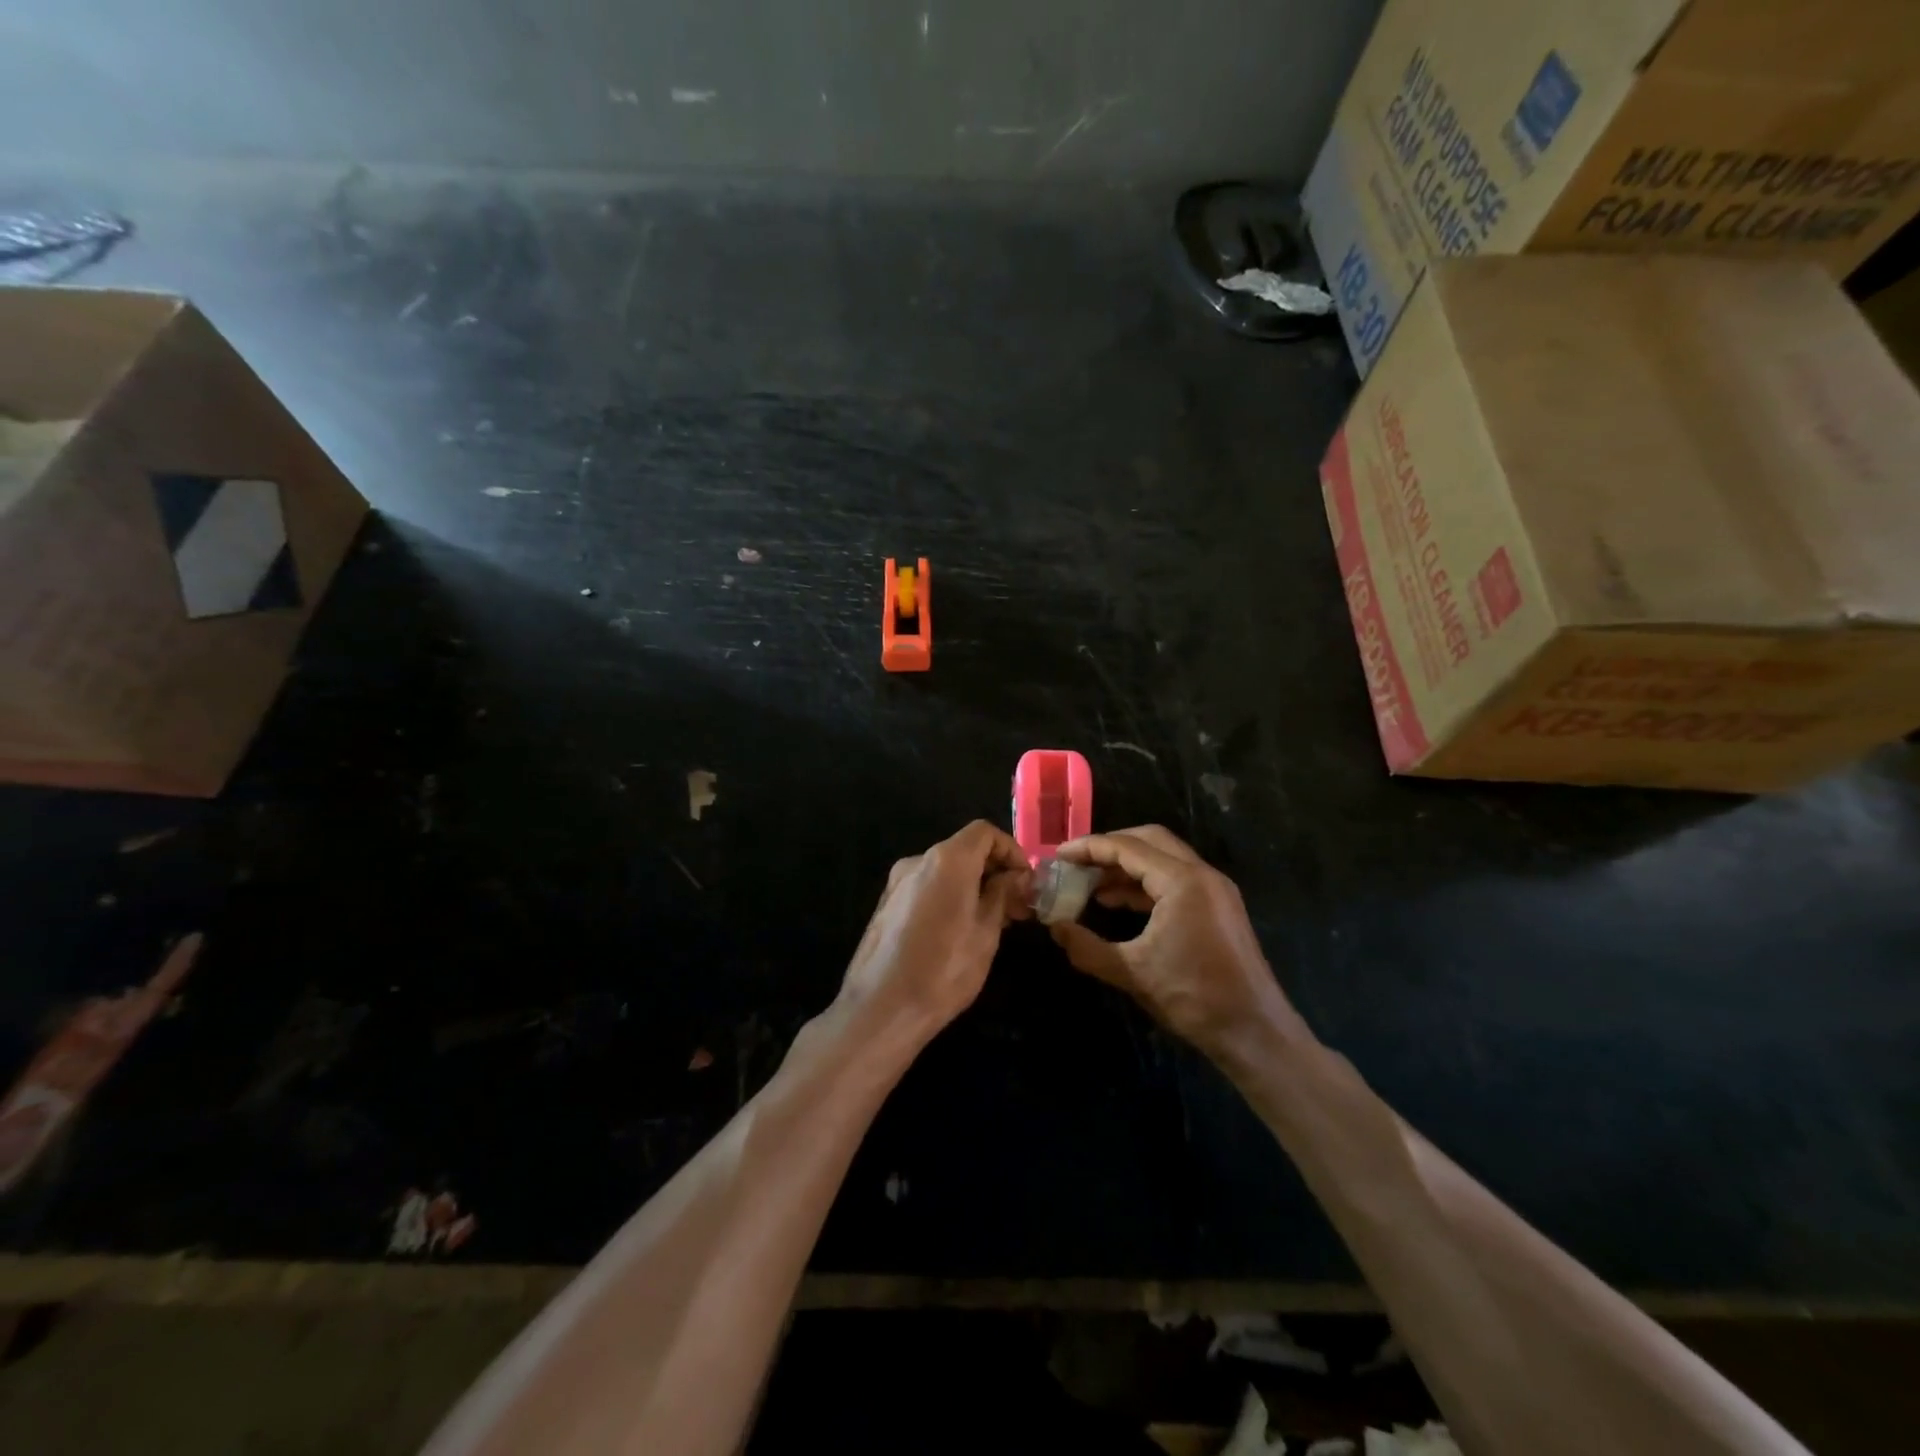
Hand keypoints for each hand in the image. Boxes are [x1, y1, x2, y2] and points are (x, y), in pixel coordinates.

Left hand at [835, 820, 1031, 1048]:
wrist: (881, 1008)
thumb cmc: (943, 970)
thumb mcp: (986, 933)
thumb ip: (1002, 895)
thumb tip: (1015, 876)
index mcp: (947, 860)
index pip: (984, 832)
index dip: (1011, 851)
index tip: (1025, 882)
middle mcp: (918, 861)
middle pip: (964, 849)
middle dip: (994, 871)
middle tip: (1017, 907)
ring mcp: (897, 882)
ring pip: (945, 871)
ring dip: (973, 886)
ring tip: (994, 923)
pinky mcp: (886, 904)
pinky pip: (926, 888)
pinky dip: (949, 896)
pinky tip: (960, 931)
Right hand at [1050, 826, 1307, 1063]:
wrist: (1255, 1032)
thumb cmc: (1194, 998)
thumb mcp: (1133, 973)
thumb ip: (1088, 947)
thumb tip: (1055, 929)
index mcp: (1183, 882)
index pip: (1128, 848)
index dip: (1089, 848)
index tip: (1059, 854)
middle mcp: (1202, 875)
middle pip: (1149, 840)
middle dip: (1110, 847)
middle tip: (1077, 861)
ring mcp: (1214, 890)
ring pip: (1163, 859)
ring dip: (1127, 866)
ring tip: (1090, 883)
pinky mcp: (1218, 907)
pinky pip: (1175, 880)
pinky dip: (1145, 884)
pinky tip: (1118, 902)